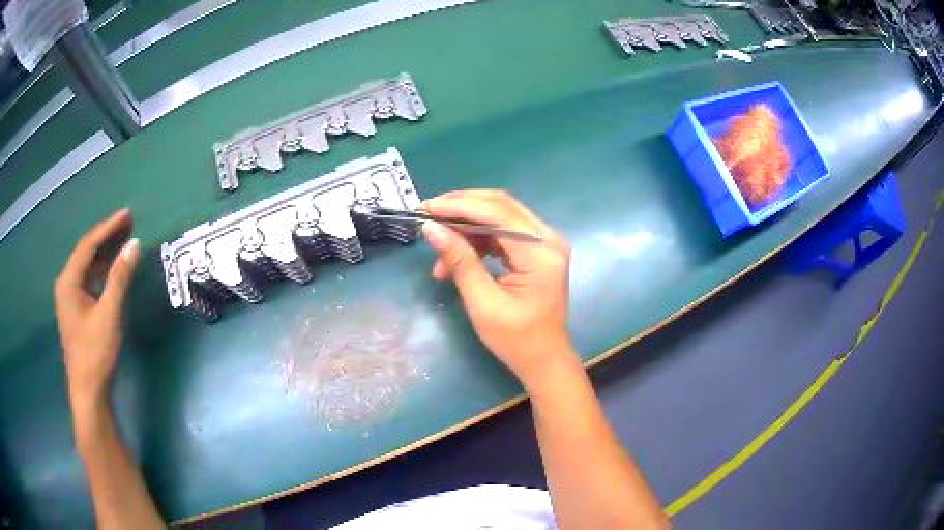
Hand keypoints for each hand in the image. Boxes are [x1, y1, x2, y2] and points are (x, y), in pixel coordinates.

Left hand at [54, 209, 139, 406]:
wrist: (89, 390)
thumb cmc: (95, 352)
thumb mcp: (109, 313)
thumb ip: (120, 277)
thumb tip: (134, 245)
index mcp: (68, 281)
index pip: (88, 245)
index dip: (108, 227)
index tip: (127, 215)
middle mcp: (66, 283)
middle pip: (86, 252)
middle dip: (106, 236)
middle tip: (128, 222)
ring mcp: (70, 297)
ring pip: (88, 265)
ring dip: (105, 252)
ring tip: (124, 240)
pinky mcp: (77, 309)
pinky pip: (89, 279)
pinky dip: (102, 270)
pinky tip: (113, 267)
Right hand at [421, 190, 573, 383]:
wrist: (544, 360)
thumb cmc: (516, 340)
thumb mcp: (483, 303)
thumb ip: (459, 261)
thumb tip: (431, 229)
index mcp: (540, 253)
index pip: (497, 213)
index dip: (458, 206)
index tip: (426, 208)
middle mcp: (548, 239)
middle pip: (500, 206)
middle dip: (461, 207)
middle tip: (428, 215)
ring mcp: (545, 243)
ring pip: (500, 216)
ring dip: (467, 226)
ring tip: (439, 246)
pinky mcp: (537, 251)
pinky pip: (503, 232)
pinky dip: (478, 239)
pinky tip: (456, 255)